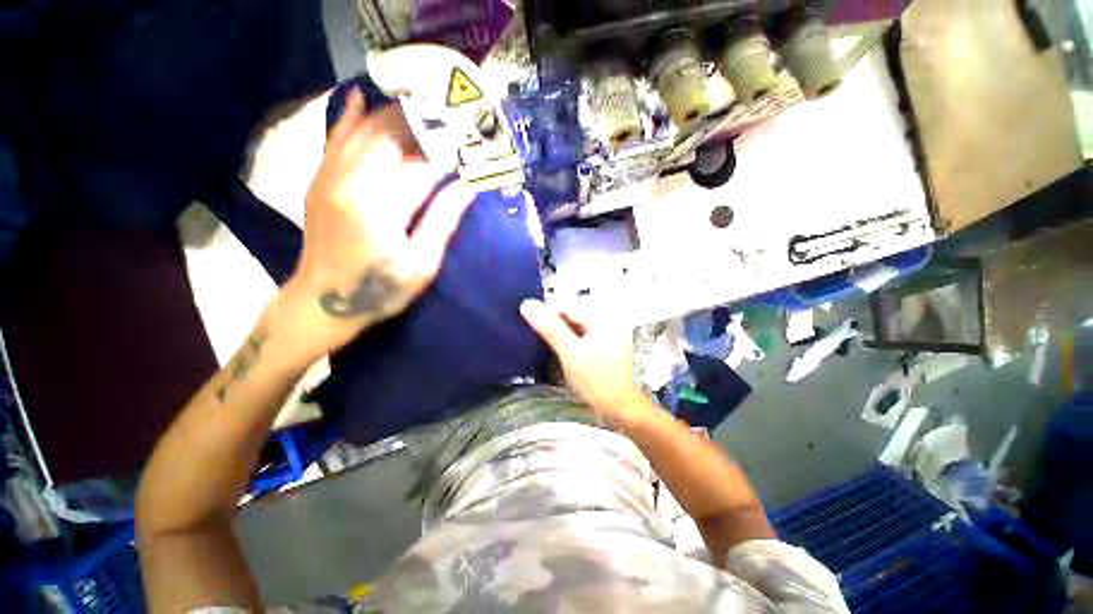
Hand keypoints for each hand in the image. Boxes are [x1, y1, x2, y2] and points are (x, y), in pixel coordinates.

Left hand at [285, 87, 473, 357]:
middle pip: (389, 136)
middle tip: (451, 120)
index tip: (471, 146)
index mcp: (379, 207)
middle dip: (423, 124)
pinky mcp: (320, 180)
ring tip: (422, 110)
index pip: (421, 167)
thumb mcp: (422, 264)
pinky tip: (361, 98)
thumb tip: (468, 186)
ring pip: (363, 130)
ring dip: (394, 116)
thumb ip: (443, 220)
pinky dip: (351, 117)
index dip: (449, 155)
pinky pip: (336, 138)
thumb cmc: (381, 290)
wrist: (322, 302)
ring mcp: (329, 177)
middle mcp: (350, 181)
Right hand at [520, 299, 651, 423]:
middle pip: (568, 309)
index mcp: (600, 314)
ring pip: (571, 319)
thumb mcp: (571, 354)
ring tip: (542, 341)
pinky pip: (577, 328)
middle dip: (550, 320)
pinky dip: (565, 334)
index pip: (564, 302)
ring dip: (556, 327)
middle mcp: (604, 314)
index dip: (544, 311)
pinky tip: (557, 344)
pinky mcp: (600, 336)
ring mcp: (603, 325)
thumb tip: (527, 303)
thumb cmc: (597, 381)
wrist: (620, 405)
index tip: (525, 324)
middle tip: (533, 335)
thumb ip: (550, 328)